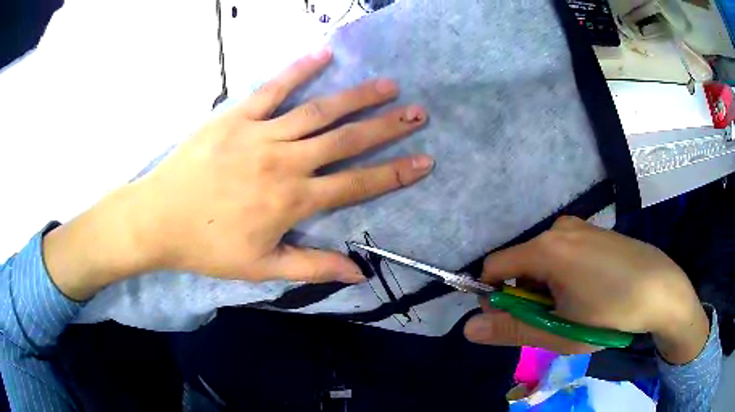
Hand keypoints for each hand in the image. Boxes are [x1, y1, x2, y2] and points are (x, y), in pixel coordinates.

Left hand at [43, 48, 432, 299]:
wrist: (159, 219)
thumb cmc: (208, 247)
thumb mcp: (261, 268)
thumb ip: (312, 266)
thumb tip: (359, 274)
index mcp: (294, 201)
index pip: (358, 184)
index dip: (395, 174)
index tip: (424, 161)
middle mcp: (286, 162)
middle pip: (347, 141)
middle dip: (387, 127)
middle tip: (418, 113)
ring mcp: (261, 134)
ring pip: (319, 111)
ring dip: (357, 97)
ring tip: (388, 85)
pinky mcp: (236, 116)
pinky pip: (273, 88)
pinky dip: (299, 70)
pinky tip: (323, 54)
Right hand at [464, 216, 709, 363]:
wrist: (662, 289)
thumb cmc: (611, 314)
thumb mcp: (559, 331)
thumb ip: (512, 330)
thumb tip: (469, 329)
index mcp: (546, 249)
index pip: (495, 268)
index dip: (495, 297)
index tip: (516, 321)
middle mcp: (559, 228)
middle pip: (520, 264)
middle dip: (526, 295)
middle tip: (553, 320)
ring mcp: (579, 226)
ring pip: (542, 259)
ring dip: (546, 287)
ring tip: (574, 308)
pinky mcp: (594, 230)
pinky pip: (563, 252)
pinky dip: (563, 274)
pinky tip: (589, 290)